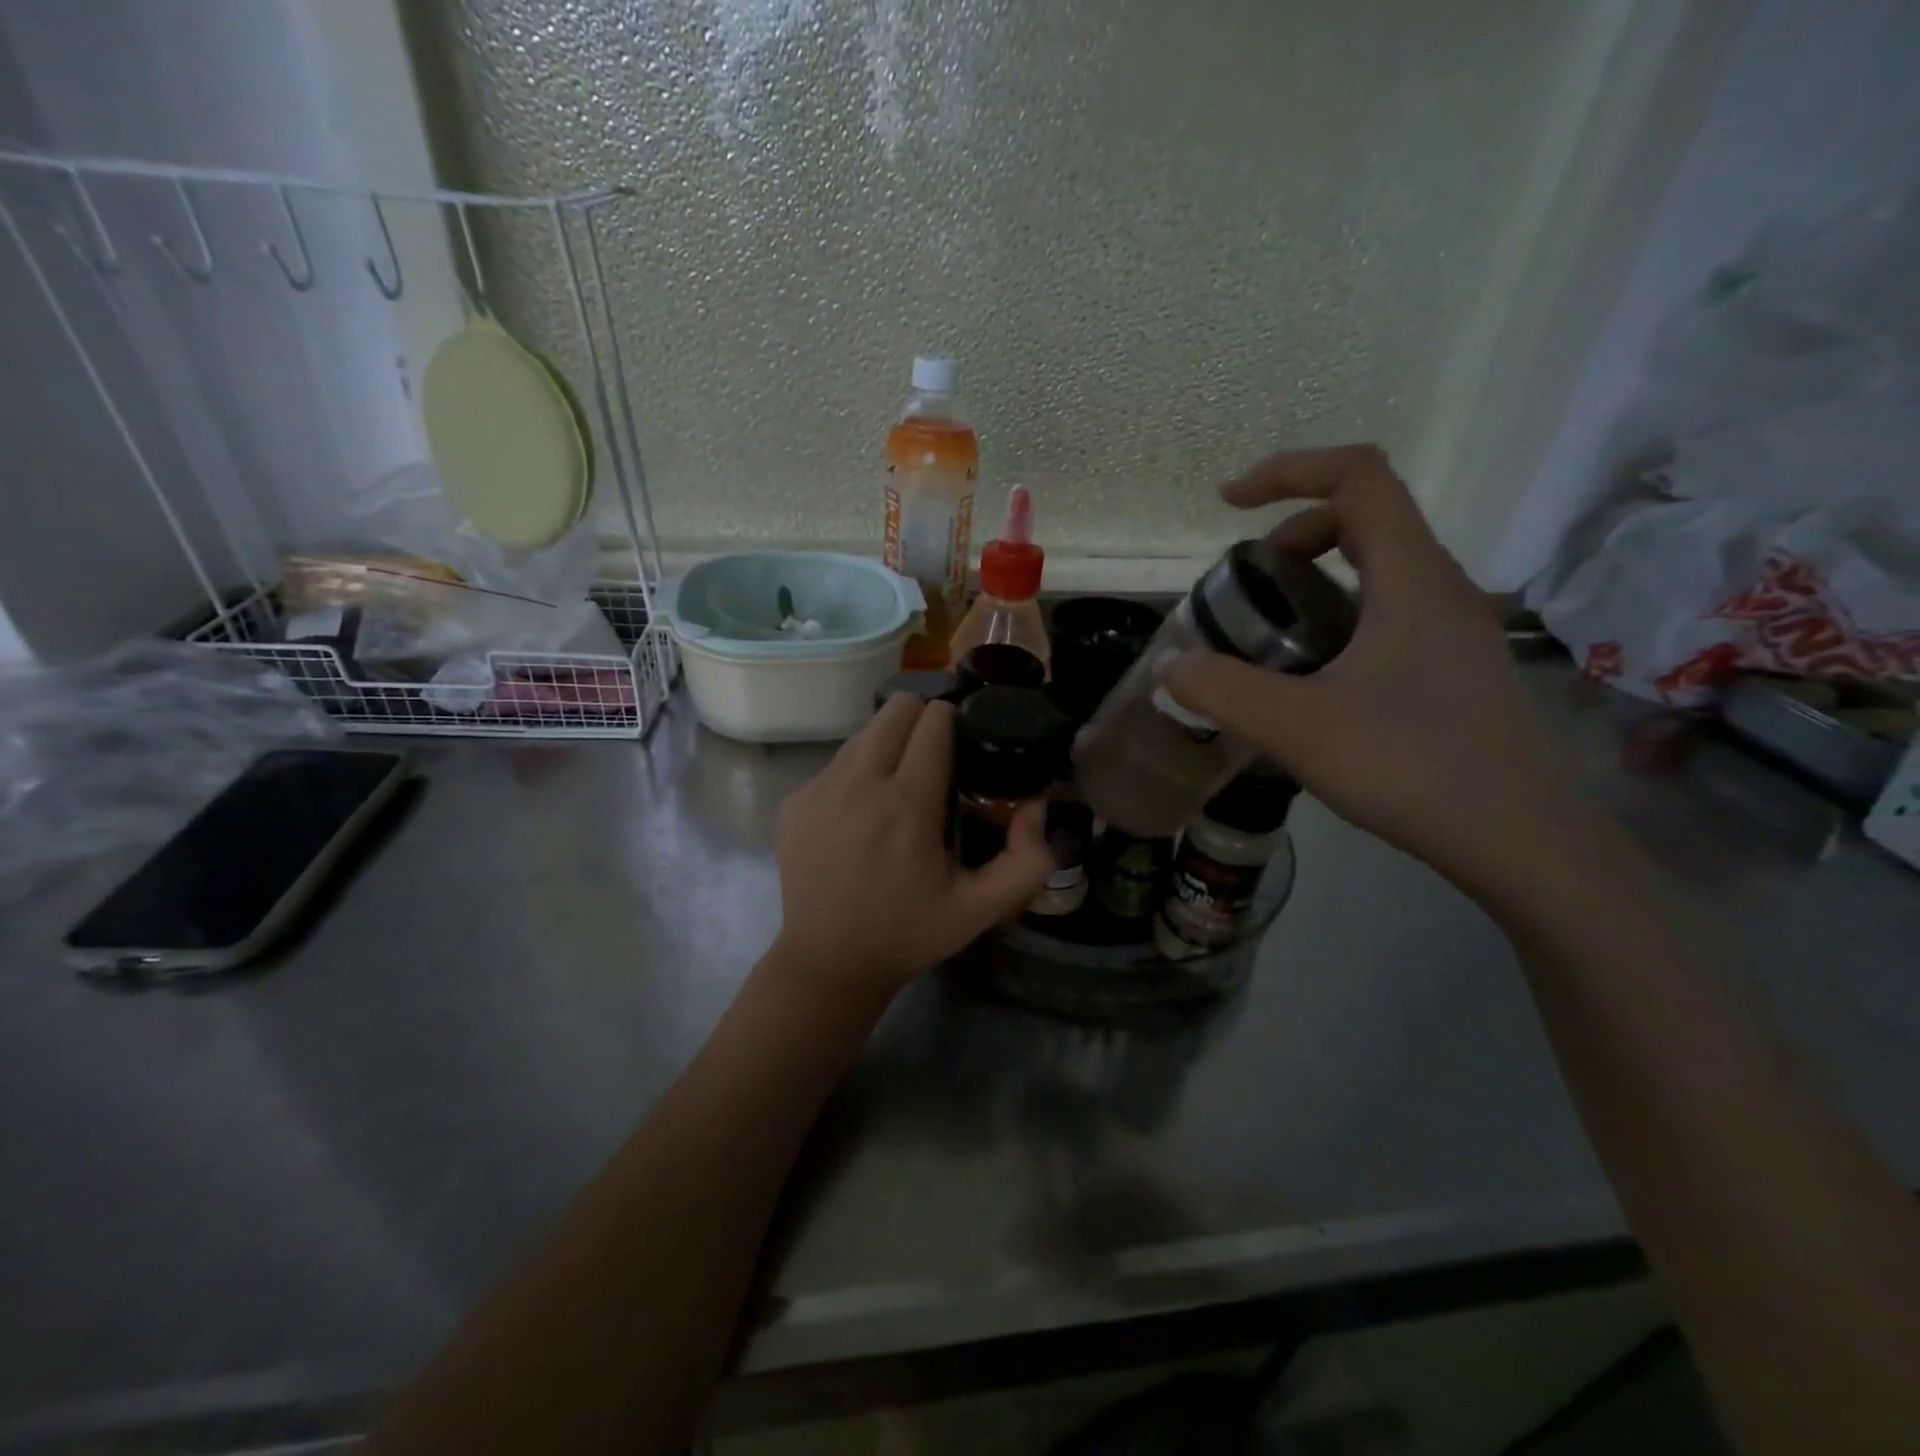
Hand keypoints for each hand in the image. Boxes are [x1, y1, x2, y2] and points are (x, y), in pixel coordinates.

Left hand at [771, 694, 1054, 991]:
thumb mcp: (982, 908)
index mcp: (908, 801)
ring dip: (887, 747)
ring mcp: (819, 788)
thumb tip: (1036, 806)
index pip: (934, 720)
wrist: (828, 963)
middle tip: (934, 759)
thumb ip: (1028, 860)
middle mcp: (859, 781)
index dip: (956, 723)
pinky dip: (855, 775)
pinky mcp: (794, 802)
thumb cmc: (909, 933)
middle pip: (896, 707)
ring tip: (897, 790)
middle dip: (921, 720)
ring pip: (863, 733)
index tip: (964, 747)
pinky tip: (860, 818)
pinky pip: (835, 764)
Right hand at [1166, 445, 1581, 899]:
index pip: (1358, 477)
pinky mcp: (1453, 668)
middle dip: (1292, 535)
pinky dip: (1336, 620)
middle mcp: (1440, 589)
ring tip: (1268, 637)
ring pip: (1377, 570)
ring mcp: (1453, 630)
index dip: (1289, 471)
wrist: (1521, 842)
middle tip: (1246, 588)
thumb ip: (1225, 691)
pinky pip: (1387, 614)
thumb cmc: (1413, 767)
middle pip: (1365, 518)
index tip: (1229, 505)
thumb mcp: (1300, 728)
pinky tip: (1310, 682)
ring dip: (1314, 581)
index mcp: (1411, 577)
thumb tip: (1171, 667)